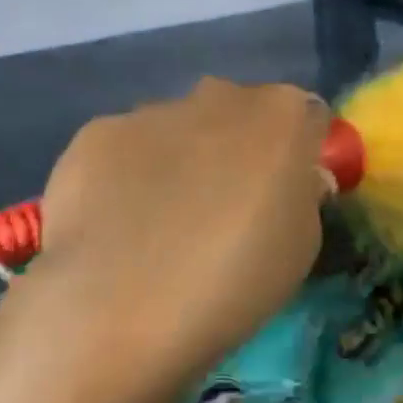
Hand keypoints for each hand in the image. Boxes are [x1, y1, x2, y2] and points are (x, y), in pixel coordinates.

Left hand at [32, 78, 331, 383]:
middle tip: (224, 206)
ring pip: (178, 128)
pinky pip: (124, 149)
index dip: (298, 153)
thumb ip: (302, 196)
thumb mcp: (301, 248)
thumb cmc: (236, 280)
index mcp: (282, 115)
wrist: (120, 306)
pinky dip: (125, 176)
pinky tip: (114, 225)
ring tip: (158, 226)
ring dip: (179, 159)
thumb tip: (292, 180)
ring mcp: (152, 110)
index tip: (285, 191)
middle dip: (236, 146)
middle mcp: (219, 96)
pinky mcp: (96, 133)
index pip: (306, 115)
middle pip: (239, 112)